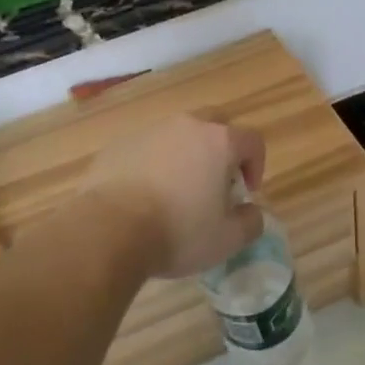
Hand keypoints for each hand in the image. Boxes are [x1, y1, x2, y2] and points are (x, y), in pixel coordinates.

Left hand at [80, 116, 266, 277]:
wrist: (108, 228)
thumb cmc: (177, 232)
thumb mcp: (226, 240)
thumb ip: (250, 222)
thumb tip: (251, 211)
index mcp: (219, 142)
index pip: (252, 140)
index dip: (256, 165)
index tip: (246, 193)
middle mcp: (186, 126)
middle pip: (215, 124)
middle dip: (222, 149)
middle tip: (215, 182)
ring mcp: (150, 131)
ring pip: (178, 134)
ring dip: (186, 155)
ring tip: (177, 191)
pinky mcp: (120, 143)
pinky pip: (147, 147)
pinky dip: (154, 163)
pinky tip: (145, 194)